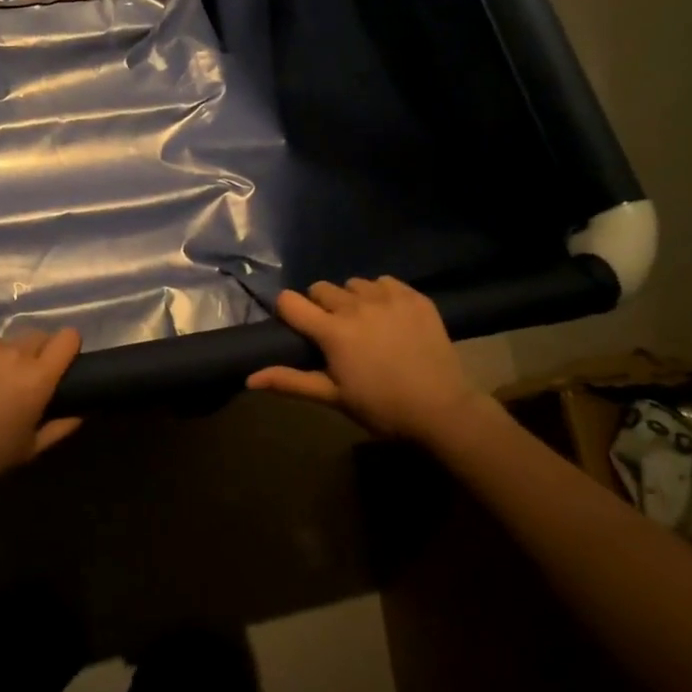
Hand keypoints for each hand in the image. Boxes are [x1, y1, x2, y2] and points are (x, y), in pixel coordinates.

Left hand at [0, 329, 83, 504]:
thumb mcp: (28, 450)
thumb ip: (61, 426)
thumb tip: (82, 410)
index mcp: (37, 377)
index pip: (67, 338)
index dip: (66, 347)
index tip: (58, 361)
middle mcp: (12, 352)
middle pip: (33, 338)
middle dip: (30, 355)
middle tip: (12, 383)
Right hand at [246, 277, 487, 441]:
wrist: (443, 409)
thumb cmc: (381, 407)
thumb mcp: (333, 397)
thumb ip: (290, 382)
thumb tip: (249, 378)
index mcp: (332, 331)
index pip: (290, 301)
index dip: (287, 311)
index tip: (296, 327)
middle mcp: (355, 306)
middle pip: (320, 288)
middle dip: (319, 306)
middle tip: (334, 332)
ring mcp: (387, 298)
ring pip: (353, 284)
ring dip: (350, 299)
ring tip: (363, 323)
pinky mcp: (413, 296)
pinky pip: (384, 282)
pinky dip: (380, 294)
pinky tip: (389, 316)